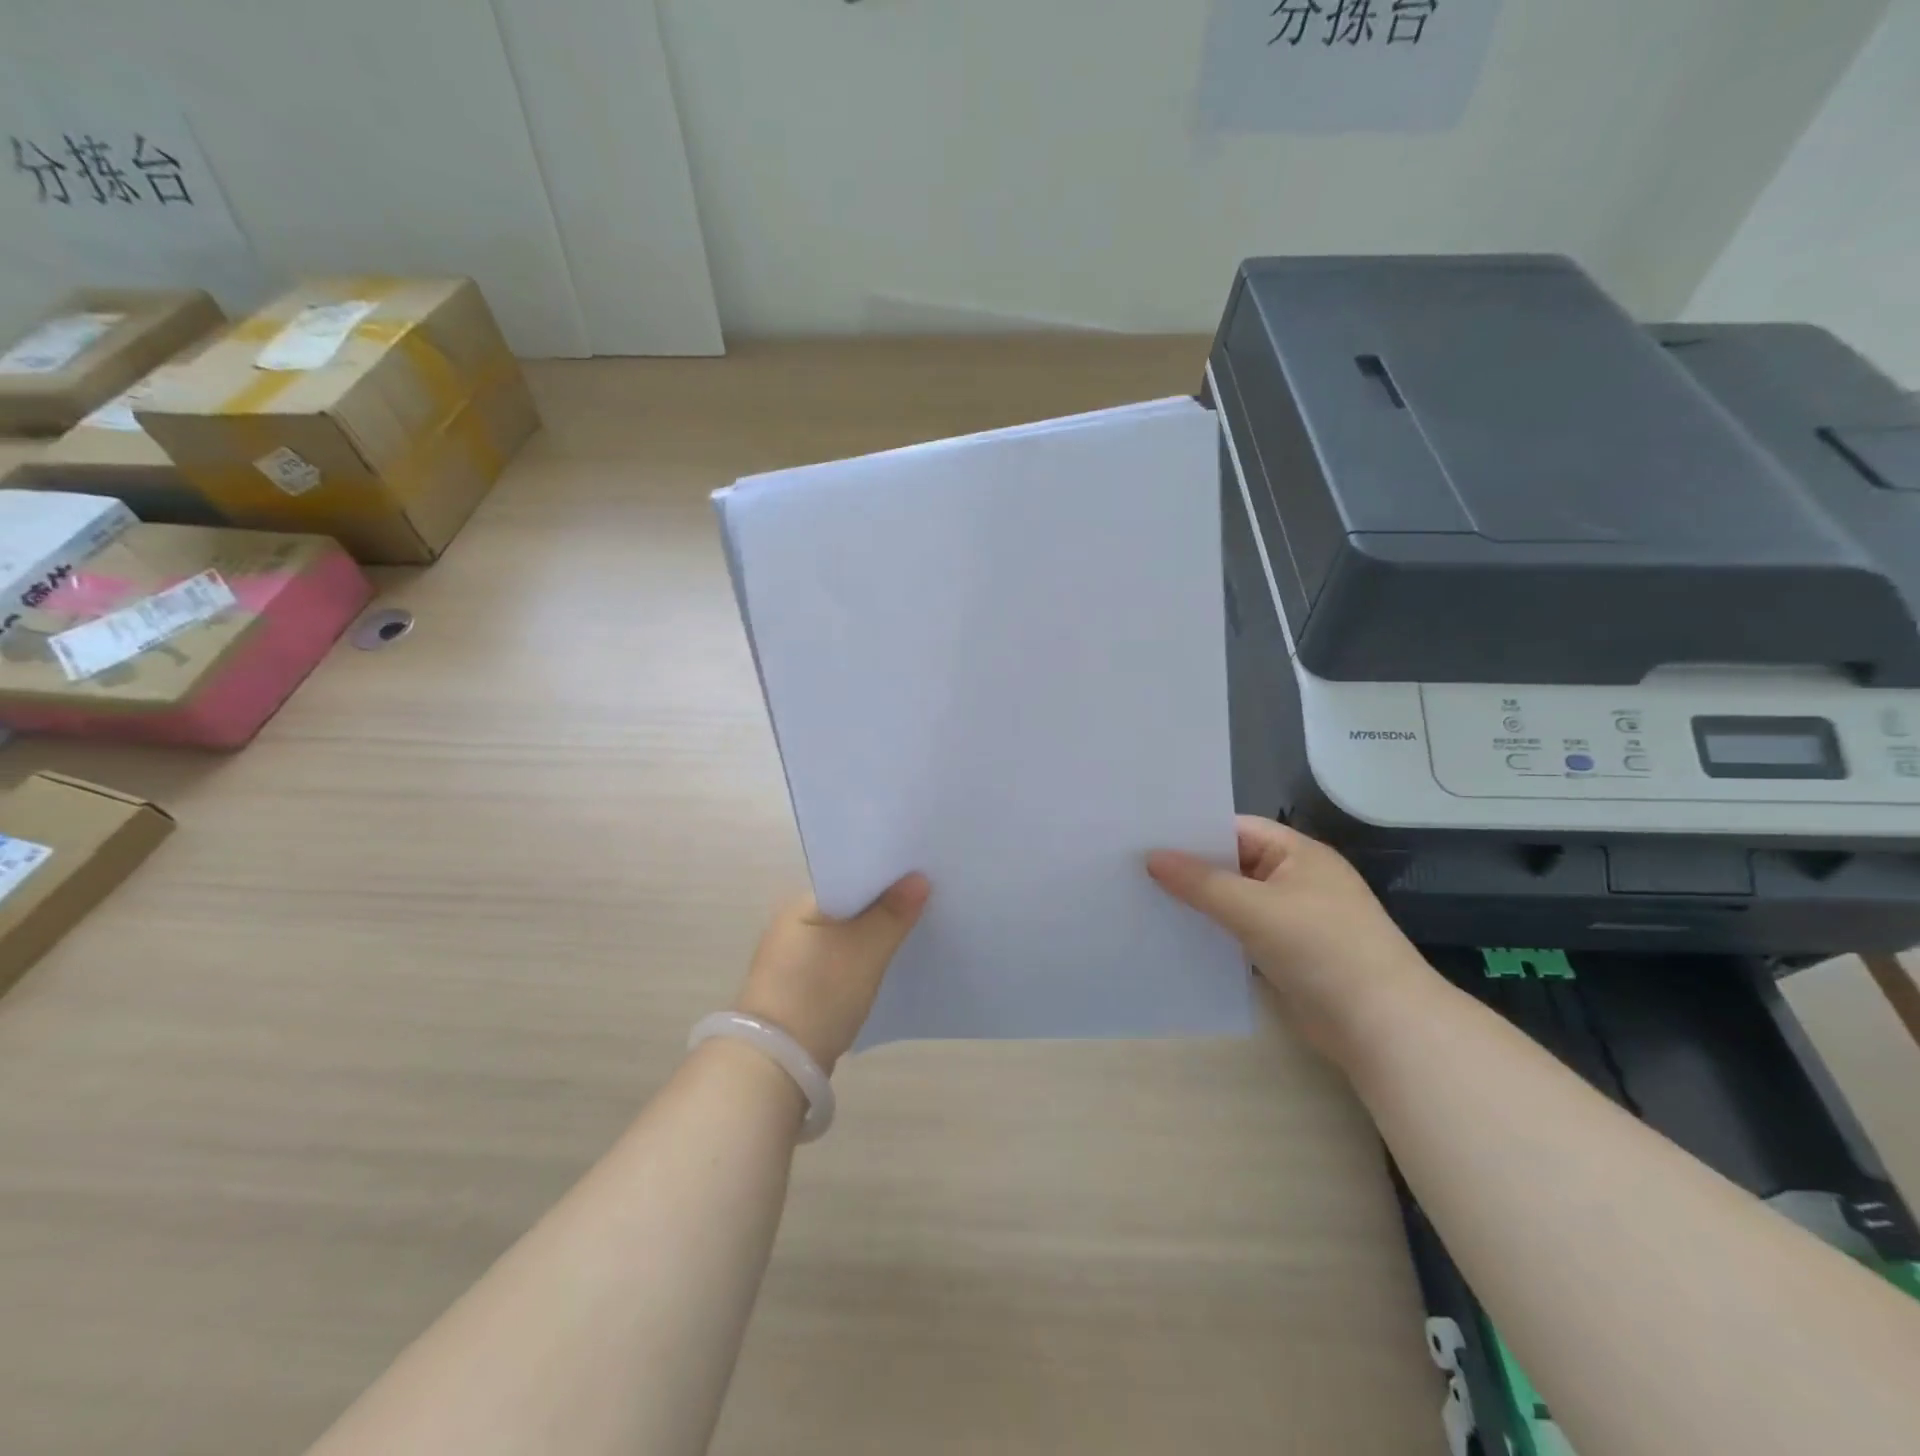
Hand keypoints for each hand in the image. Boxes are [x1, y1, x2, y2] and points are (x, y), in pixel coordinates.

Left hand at [733, 874, 930, 1071]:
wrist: (775, 1066)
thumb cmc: (820, 994)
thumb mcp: (866, 951)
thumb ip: (893, 913)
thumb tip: (919, 878)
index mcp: (802, 904)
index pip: (850, 876)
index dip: (886, 875)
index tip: (921, 874)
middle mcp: (793, 924)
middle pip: (850, 904)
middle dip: (884, 904)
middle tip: (926, 900)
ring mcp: (793, 957)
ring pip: (846, 933)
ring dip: (874, 932)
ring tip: (914, 928)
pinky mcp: (799, 986)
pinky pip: (840, 958)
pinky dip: (862, 957)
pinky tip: (887, 963)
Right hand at [1148, 817, 1435, 1065]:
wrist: (1381, 1026)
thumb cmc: (1321, 948)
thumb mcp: (1255, 908)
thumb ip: (1201, 882)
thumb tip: (1152, 858)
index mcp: (1298, 853)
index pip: (1237, 828)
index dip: (1194, 831)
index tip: (1146, 836)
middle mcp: (1296, 879)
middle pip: (1233, 864)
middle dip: (1190, 867)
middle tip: (1135, 866)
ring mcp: (1293, 918)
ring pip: (1234, 900)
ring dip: (1200, 902)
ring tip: (1145, 898)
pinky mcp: (1288, 954)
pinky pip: (1241, 932)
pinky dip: (1214, 932)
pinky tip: (1178, 935)